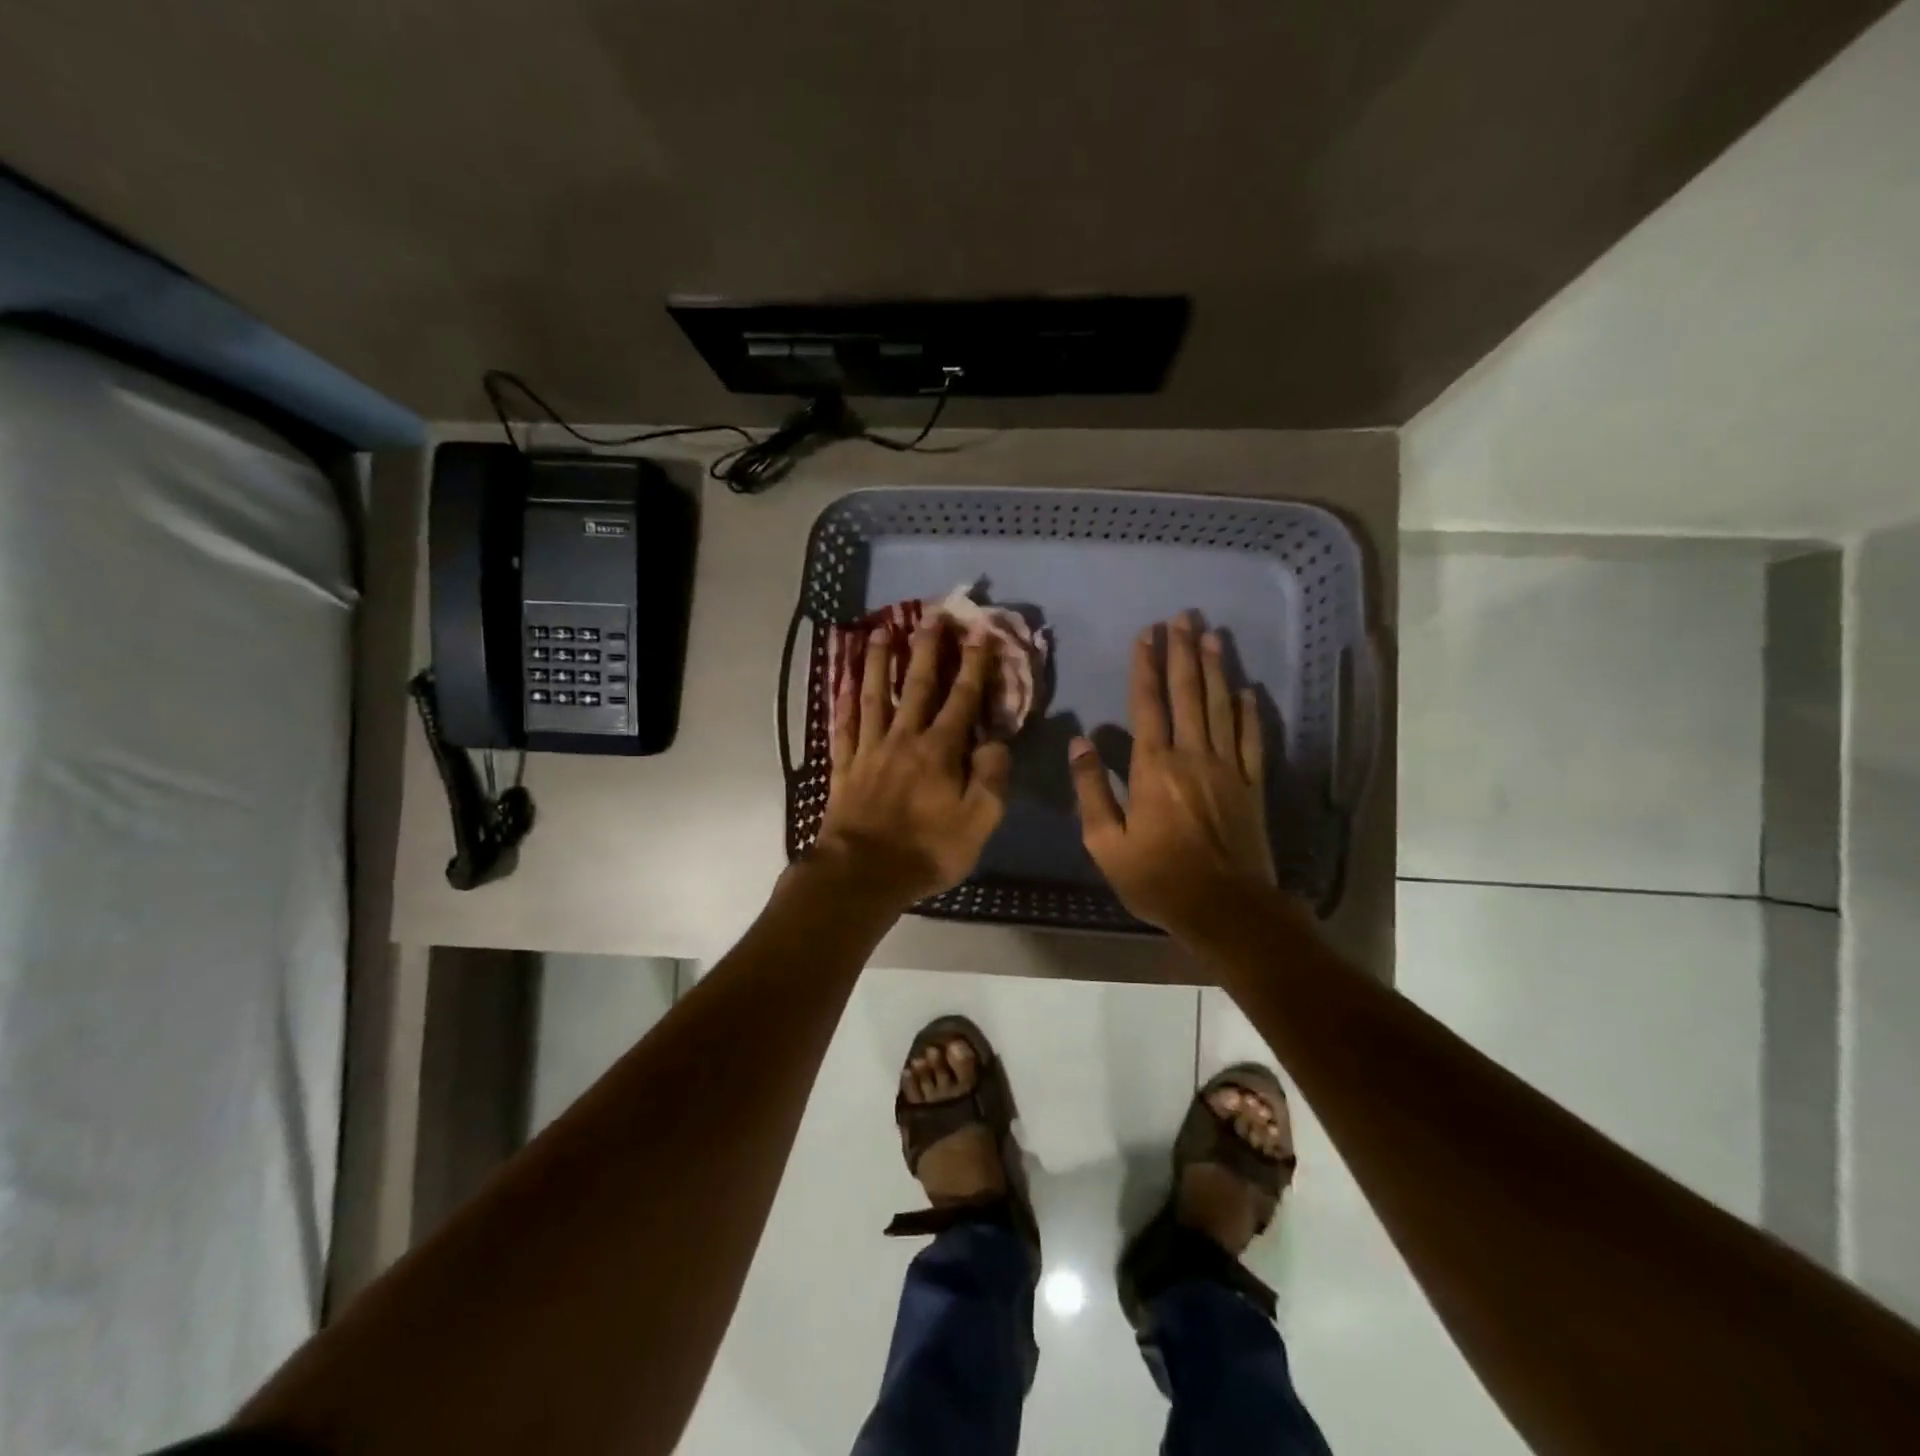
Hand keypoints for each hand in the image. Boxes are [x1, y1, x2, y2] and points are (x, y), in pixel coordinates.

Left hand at [812, 619, 1011, 909]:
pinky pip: (843, 726)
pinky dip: (843, 702)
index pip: (962, 699)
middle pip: (917, 685)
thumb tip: (997, 741)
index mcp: (940, 750)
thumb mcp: (978, 822)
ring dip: (880, 662)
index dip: (973, 664)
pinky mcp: (843, 766)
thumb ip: (991, 778)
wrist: (862, 874)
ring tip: (881, 631)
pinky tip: (843, 682)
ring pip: (874, 696)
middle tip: (930, 614)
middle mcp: (904, 739)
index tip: (979, 632)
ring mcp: (869, 750)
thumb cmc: (926, 850)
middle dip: (927, 648)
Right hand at [1069, 614, 1283, 934]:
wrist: (1226, 908)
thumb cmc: (1158, 879)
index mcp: (1154, 768)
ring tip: (1212, 636)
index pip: (1148, 705)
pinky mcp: (1252, 785)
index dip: (1146, 667)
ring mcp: (1227, 768)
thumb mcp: (1106, 843)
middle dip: (1183, 653)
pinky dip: (1248, 712)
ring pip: (1220, 707)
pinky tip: (1246, 691)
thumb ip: (1092, 790)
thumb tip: (1080, 743)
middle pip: (1188, 694)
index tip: (1147, 634)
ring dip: (1215, 669)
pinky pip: (1251, 739)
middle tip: (1184, 618)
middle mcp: (1192, 756)